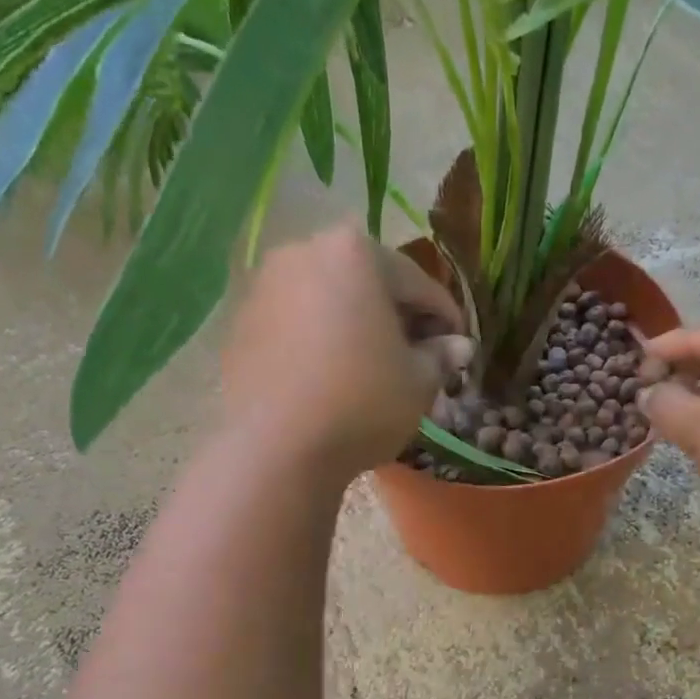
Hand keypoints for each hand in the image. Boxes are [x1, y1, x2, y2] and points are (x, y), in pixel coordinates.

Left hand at [217, 224, 469, 486]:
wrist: (276, 447)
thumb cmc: (362, 403)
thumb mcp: (418, 383)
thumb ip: (441, 356)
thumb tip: (457, 346)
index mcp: (356, 252)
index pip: (419, 283)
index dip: (447, 318)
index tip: (459, 348)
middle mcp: (304, 251)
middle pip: (369, 283)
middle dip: (397, 317)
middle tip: (418, 358)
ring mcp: (264, 284)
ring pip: (328, 300)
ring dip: (356, 327)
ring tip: (373, 369)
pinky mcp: (240, 321)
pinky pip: (296, 323)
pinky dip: (319, 341)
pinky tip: (331, 378)